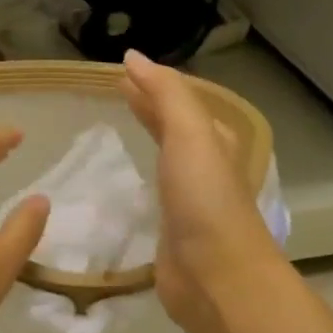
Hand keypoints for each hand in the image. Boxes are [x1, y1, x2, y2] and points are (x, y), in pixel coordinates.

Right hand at [121, 50, 288, 332]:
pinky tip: (122, 181)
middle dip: (150, 108)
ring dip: (146, 139)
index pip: (182, 101)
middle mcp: (205, 167)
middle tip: (115, 92)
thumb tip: (133, 57)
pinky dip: (138, 178)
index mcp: (214, 140)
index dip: (155, 84)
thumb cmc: (205, 200)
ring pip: (166, 159)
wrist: (217, 276)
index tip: (120, 71)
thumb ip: (165, 95)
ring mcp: (190, 201)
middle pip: (176, 127)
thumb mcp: (190, 135)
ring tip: (116, 127)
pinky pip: (153, 193)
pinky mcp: (173, 231)